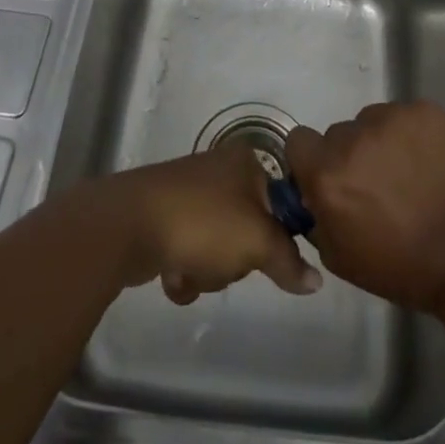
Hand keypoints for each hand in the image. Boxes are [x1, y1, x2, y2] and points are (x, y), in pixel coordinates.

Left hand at [103, 147, 321, 303]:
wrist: (128, 224)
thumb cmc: (202, 222)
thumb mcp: (257, 241)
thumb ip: (289, 261)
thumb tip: (316, 281)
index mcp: (245, 162)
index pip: (281, 203)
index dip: (276, 236)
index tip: (264, 255)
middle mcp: (219, 171)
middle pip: (248, 230)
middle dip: (235, 259)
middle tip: (223, 261)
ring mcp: (189, 193)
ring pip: (218, 247)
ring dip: (208, 271)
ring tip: (190, 270)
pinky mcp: (164, 217)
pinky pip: (189, 252)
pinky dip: (184, 271)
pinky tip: (172, 276)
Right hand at [285, 102, 444, 310]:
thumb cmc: (399, 266)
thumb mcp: (338, 256)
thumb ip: (315, 215)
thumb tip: (312, 192)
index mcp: (327, 173)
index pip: (299, 141)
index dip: (312, 159)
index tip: (330, 176)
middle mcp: (353, 137)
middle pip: (339, 133)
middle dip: (350, 154)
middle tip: (375, 182)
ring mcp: (391, 119)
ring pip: (371, 121)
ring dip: (380, 142)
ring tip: (407, 173)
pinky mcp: (423, 112)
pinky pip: (404, 116)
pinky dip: (411, 134)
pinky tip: (427, 161)